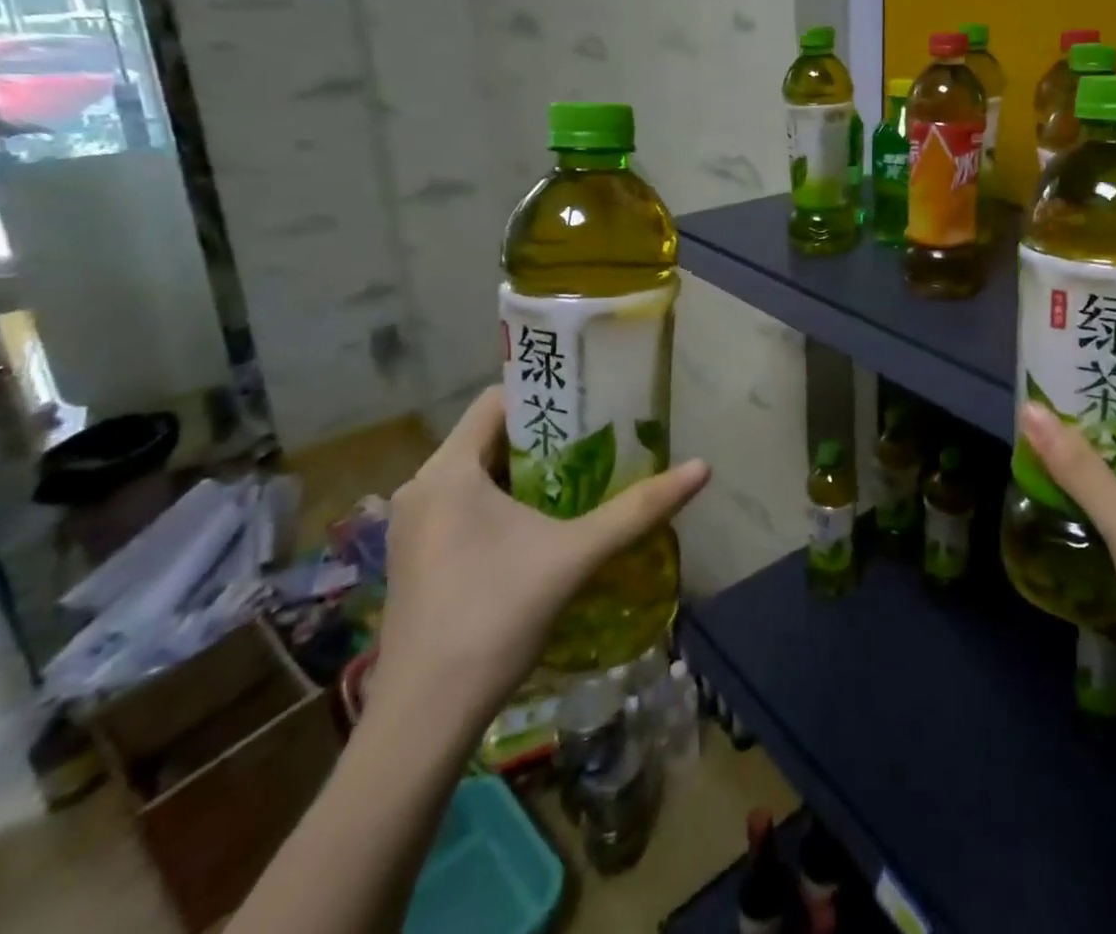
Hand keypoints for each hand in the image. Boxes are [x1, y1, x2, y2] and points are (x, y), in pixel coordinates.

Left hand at [371, 385, 708, 730]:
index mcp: (447, 470)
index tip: (593, 403)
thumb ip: (638, 509)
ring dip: (526, 473)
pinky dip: (502, 503)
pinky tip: (541, 527)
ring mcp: (412, 525)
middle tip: (600, 442)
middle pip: (490, 437)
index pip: (498, 400)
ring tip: (581, 480)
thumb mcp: (576, 555)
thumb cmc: (495, 618)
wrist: (423, 721)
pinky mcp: (415, 557)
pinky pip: (464, 505)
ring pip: (477, 473)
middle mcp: (421, 487)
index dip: (547, 395)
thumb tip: (703, 468)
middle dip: (545, 438)